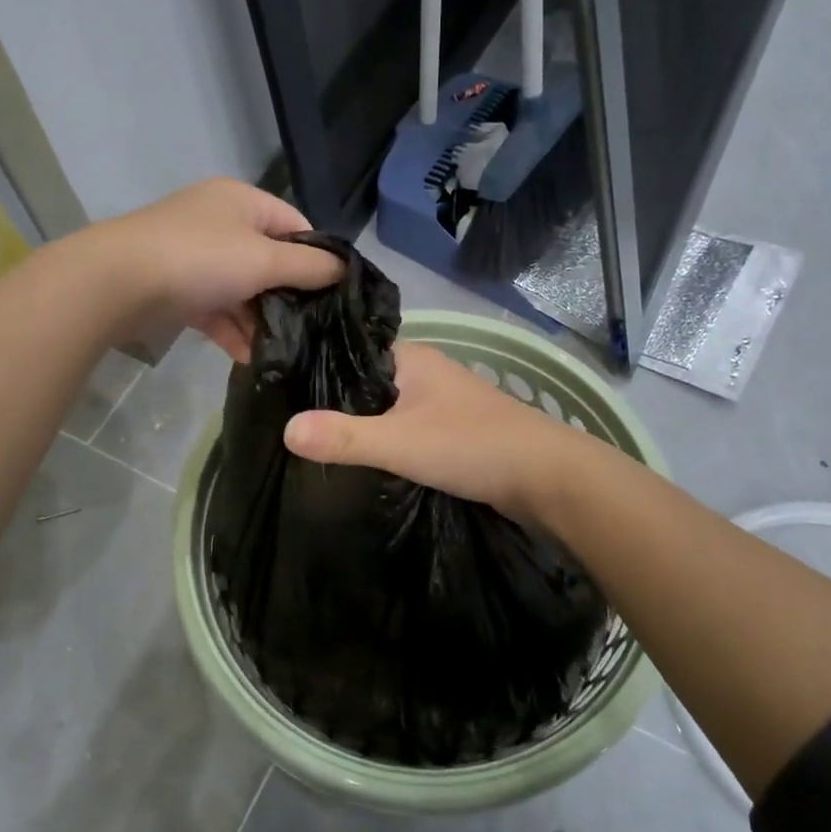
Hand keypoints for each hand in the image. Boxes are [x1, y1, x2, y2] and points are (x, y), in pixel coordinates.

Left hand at [88, 179, 342, 359]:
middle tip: (312, 328)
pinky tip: (249, 358)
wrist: (116, 283)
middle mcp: (219, 222)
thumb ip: (309, 267)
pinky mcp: (176, 287)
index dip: (317, 257)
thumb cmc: (199, 260)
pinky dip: (231, 330)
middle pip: (269, 259)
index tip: (333, 294)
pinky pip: (215, 308)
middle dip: (288, 296)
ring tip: (283, 351)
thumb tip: (345, 269)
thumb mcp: (264, 260)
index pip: (295, 225)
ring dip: (260, 320)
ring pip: (242, 288)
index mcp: (242, 201)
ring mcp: (194, 255)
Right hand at [283, 342, 578, 519]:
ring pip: (391, 408)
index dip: (318, 370)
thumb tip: (285, 430)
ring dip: (365, 425)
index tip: (281, 391)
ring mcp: (446, 403)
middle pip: (369, 384)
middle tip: (292, 425)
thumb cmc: (472, 446)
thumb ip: (344, 437)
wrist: (548, 478)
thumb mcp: (400, 442)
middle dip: (337, 403)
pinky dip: (390, 442)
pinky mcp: (457, 432)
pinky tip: (368, 461)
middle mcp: (428, 373)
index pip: (351, 354)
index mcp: (413, 359)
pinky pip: (410, 429)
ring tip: (320, 445)